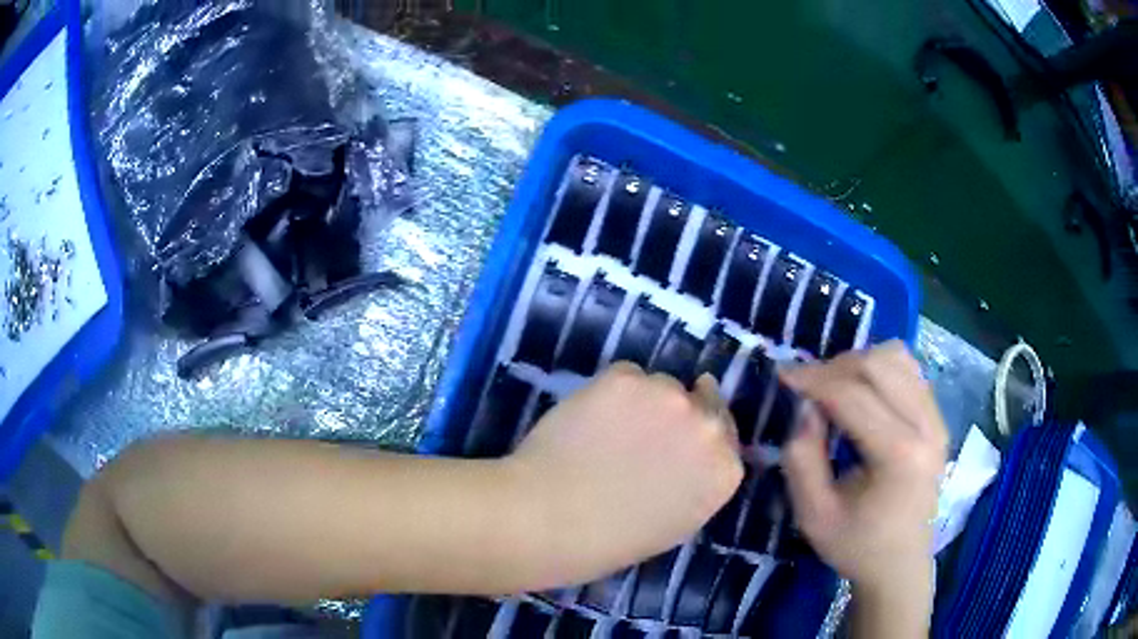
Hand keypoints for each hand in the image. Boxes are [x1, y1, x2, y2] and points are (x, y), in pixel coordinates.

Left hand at [505, 363, 743, 586]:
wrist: (551, 520)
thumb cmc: (611, 541)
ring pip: (660, 385)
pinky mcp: (625, 377)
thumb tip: (685, 456)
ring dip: (643, 401)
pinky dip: (610, 393)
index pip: (724, 435)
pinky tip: (588, 420)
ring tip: (607, 430)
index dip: (698, 435)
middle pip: (702, 400)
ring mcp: (668, 396)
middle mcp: (707, 427)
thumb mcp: (676, 522)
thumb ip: (695, 482)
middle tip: (644, 428)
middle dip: (679, 412)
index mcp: (724, 471)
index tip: (678, 439)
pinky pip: (626, 376)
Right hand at [780, 341, 946, 634]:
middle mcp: (926, 427)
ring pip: (897, 357)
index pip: (853, 396)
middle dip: (835, 367)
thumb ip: (802, 459)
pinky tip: (863, 392)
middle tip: (807, 387)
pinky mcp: (938, 418)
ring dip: (859, 363)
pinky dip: (880, 369)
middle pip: (879, 364)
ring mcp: (937, 419)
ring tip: (835, 387)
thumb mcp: (813, 515)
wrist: (900, 564)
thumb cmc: (857, 546)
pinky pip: (909, 370)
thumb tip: (806, 407)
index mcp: (899, 456)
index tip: (782, 375)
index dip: (813, 379)